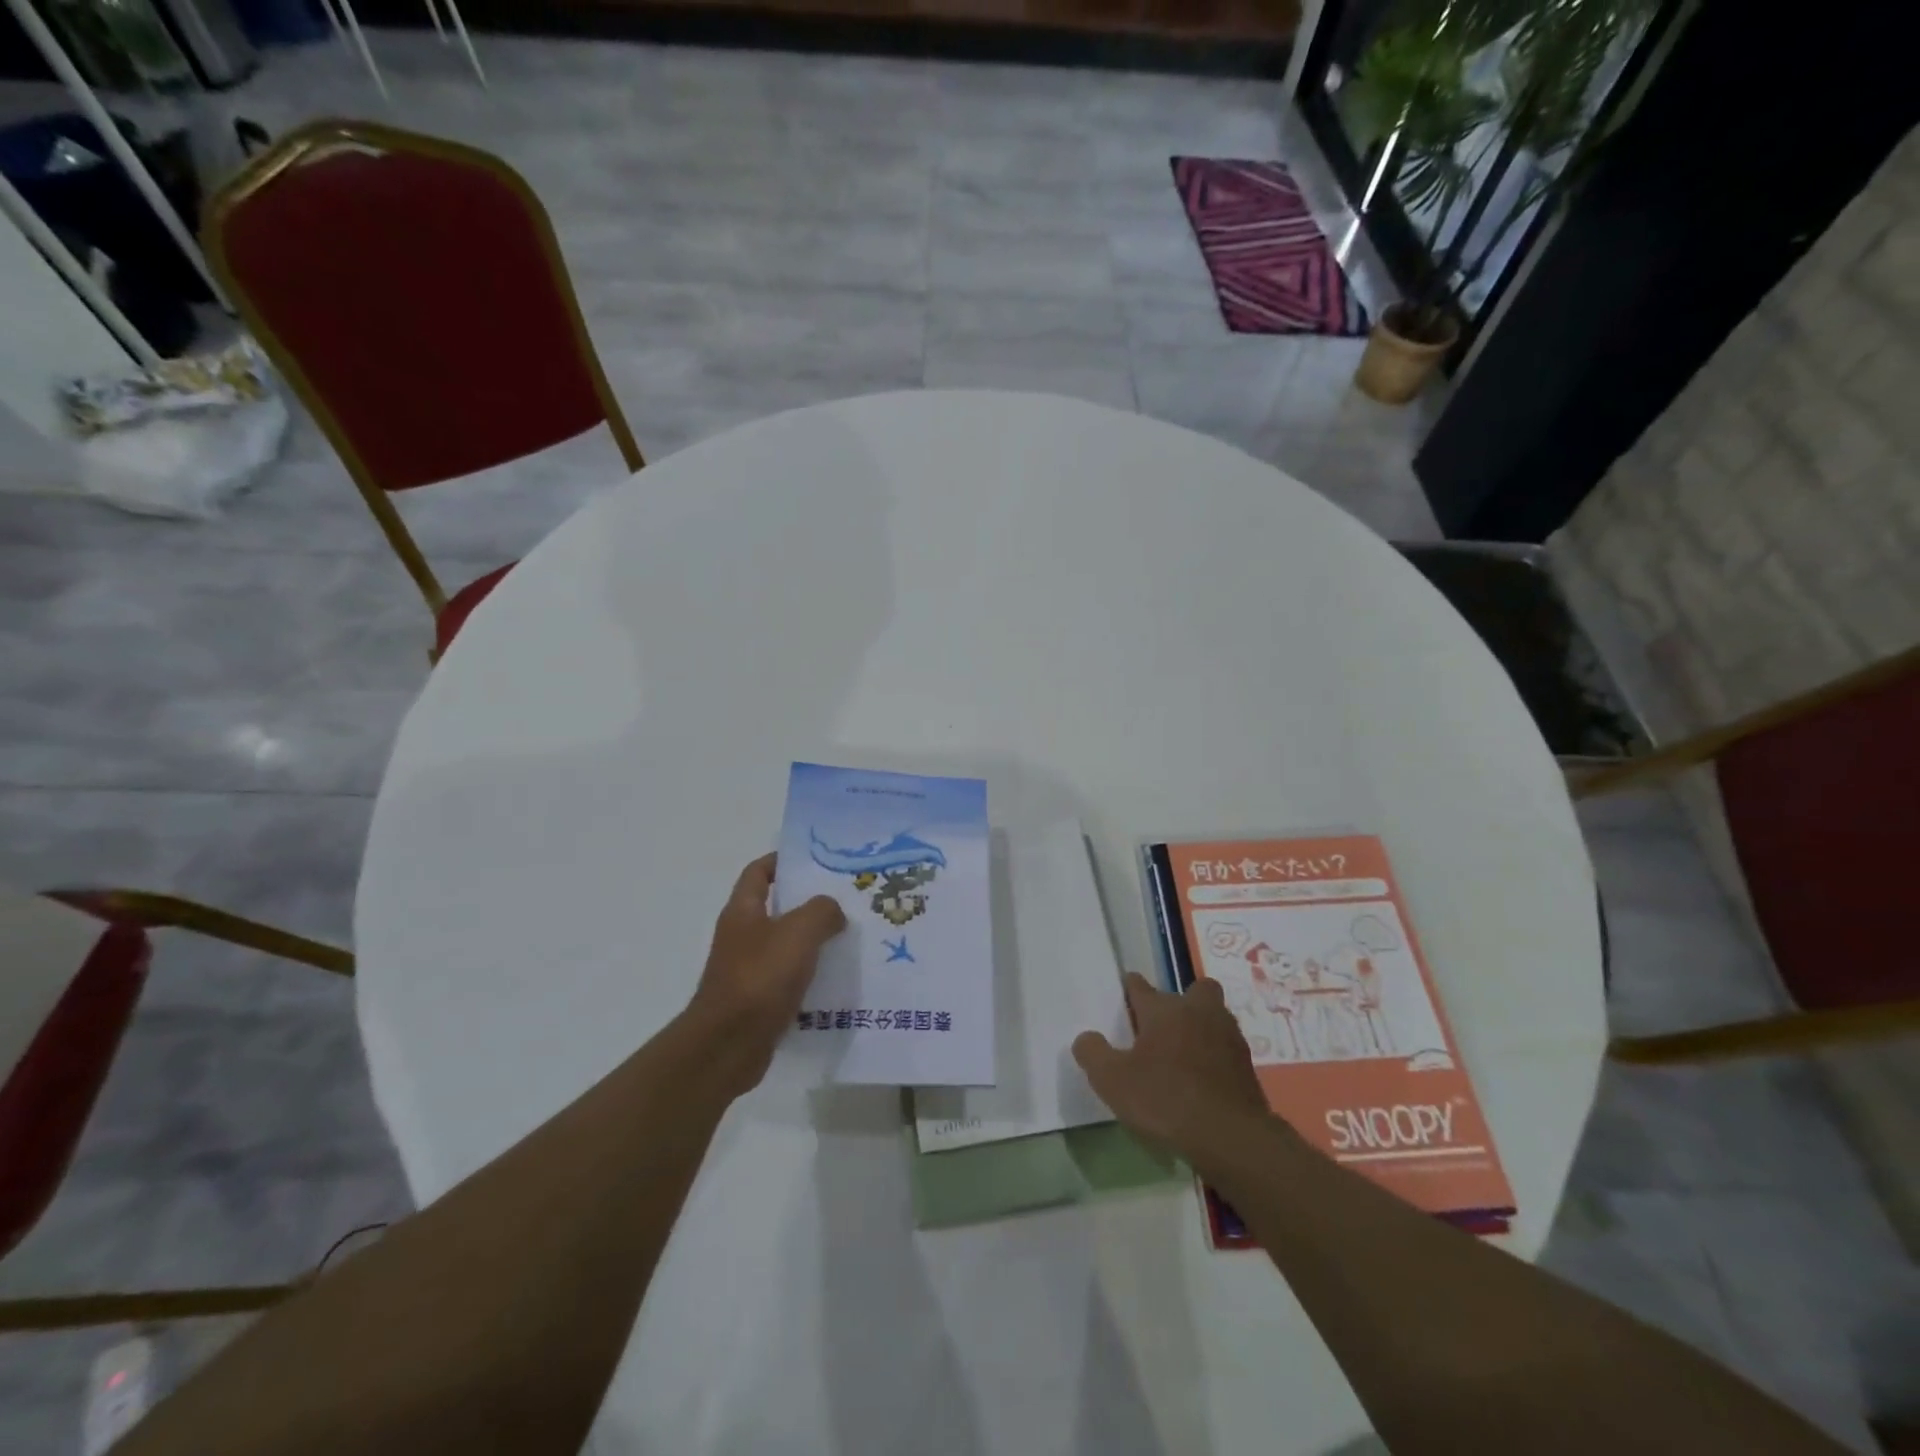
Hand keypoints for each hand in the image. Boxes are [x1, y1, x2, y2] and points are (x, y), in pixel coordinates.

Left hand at [687, 854, 845, 1093]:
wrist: (728, 1046)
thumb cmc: (760, 978)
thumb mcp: (799, 931)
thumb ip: (821, 911)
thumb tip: (832, 911)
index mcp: (743, 911)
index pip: (759, 872)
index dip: (782, 861)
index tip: (815, 860)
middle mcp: (741, 936)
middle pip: (776, 908)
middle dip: (808, 902)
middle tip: (845, 899)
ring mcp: (747, 970)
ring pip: (785, 945)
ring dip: (813, 941)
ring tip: (849, 938)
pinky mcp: (757, 1001)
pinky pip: (788, 979)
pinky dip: (809, 975)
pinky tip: (836, 979)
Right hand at [1073, 973, 1272, 1160]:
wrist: (1230, 1136)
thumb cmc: (1165, 1099)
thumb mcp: (1112, 1081)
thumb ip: (1093, 1054)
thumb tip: (1086, 1038)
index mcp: (1163, 1009)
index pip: (1140, 986)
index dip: (1131, 989)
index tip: (1125, 996)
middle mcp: (1198, 1012)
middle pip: (1194, 990)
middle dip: (1182, 1001)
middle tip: (1165, 1027)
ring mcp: (1228, 1037)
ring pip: (1215, 1017)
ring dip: (1202, 1027)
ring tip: (1184, 1054)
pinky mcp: (1247, 1066)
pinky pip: (1227, 1049)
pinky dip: (1216, 1057)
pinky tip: (1204, 1079)